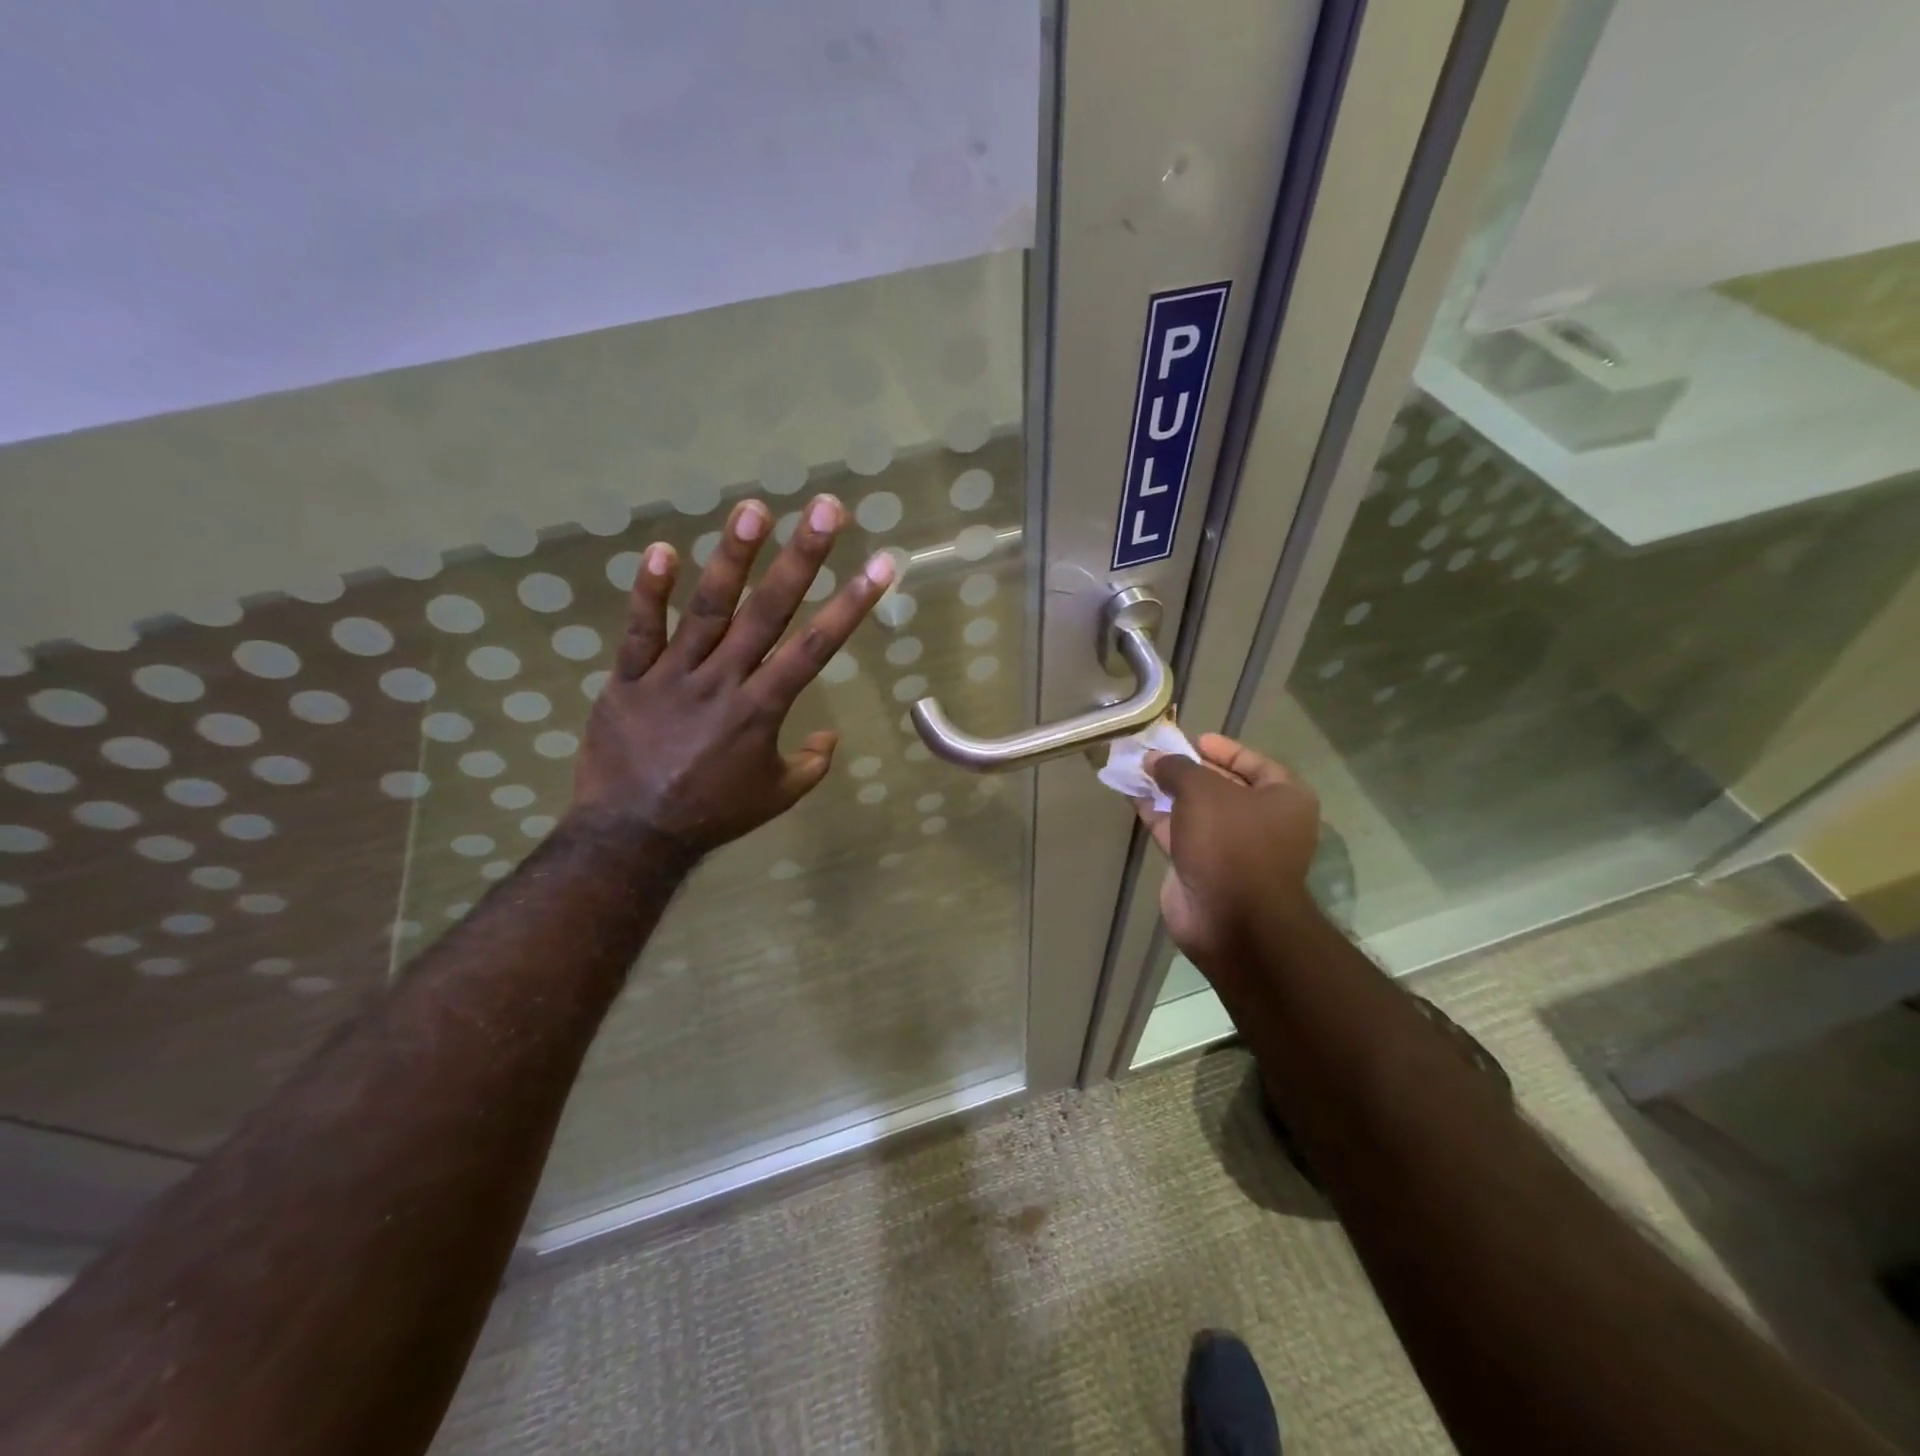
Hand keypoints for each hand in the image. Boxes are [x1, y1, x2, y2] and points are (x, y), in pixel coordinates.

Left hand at [572, 493, 893, 857]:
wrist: (632, 835)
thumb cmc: (713, 815)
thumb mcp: (776, 797)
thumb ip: (811, 765)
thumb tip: (830, 738)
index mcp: (762, 710)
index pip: (815, 648)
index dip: (851, 605)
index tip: (880, 565)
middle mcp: (723, 681)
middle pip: (768, 612)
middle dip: (802, 559)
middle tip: (826, 510)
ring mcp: (673, 676)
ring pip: (707, 609)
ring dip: (733, 558)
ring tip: (755, 510)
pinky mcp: (629, 679)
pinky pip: (640, 631)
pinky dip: (649, 592)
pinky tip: (663, 549)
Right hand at [1133, 734, 1320, 976]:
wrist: (1230, 919)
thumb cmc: (1230, 843)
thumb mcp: (1202, 791)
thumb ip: (1177, 768)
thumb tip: (1155, 759)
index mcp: (1283, 798)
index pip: (1253, 762)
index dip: (1222, 748)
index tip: (1191, 739)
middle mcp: (1263, 822)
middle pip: (1222, 786)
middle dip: (1187, 770)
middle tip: (1156, 753)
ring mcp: (1232, 848)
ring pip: (1196, 811)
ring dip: (1167, 792)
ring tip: (1137, 769)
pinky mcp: (1203, 868)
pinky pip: (1179, 833)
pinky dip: (1158, 815)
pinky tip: (1133, 797)